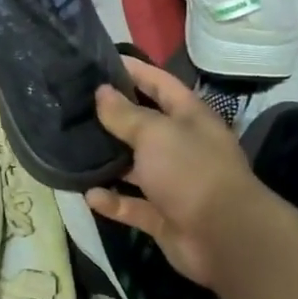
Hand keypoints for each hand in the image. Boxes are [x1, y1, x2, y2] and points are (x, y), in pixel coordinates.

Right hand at [86, 58, 265, 285]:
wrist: (224, 237)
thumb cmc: (191, 171)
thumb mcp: (155, 133)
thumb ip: (125, 113)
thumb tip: (101, 92)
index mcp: (189, 118)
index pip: (160, 84)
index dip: (135, 71)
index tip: (102, 61)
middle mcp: (183, 146)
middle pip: (145, 125)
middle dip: (114, 117)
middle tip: (76, 107)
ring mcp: (173, 183)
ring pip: (136, 167)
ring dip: (109, 161)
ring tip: (73, 149)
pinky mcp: (164, 216)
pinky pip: (133, 205)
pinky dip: (113, 202)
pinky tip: (89, 195)